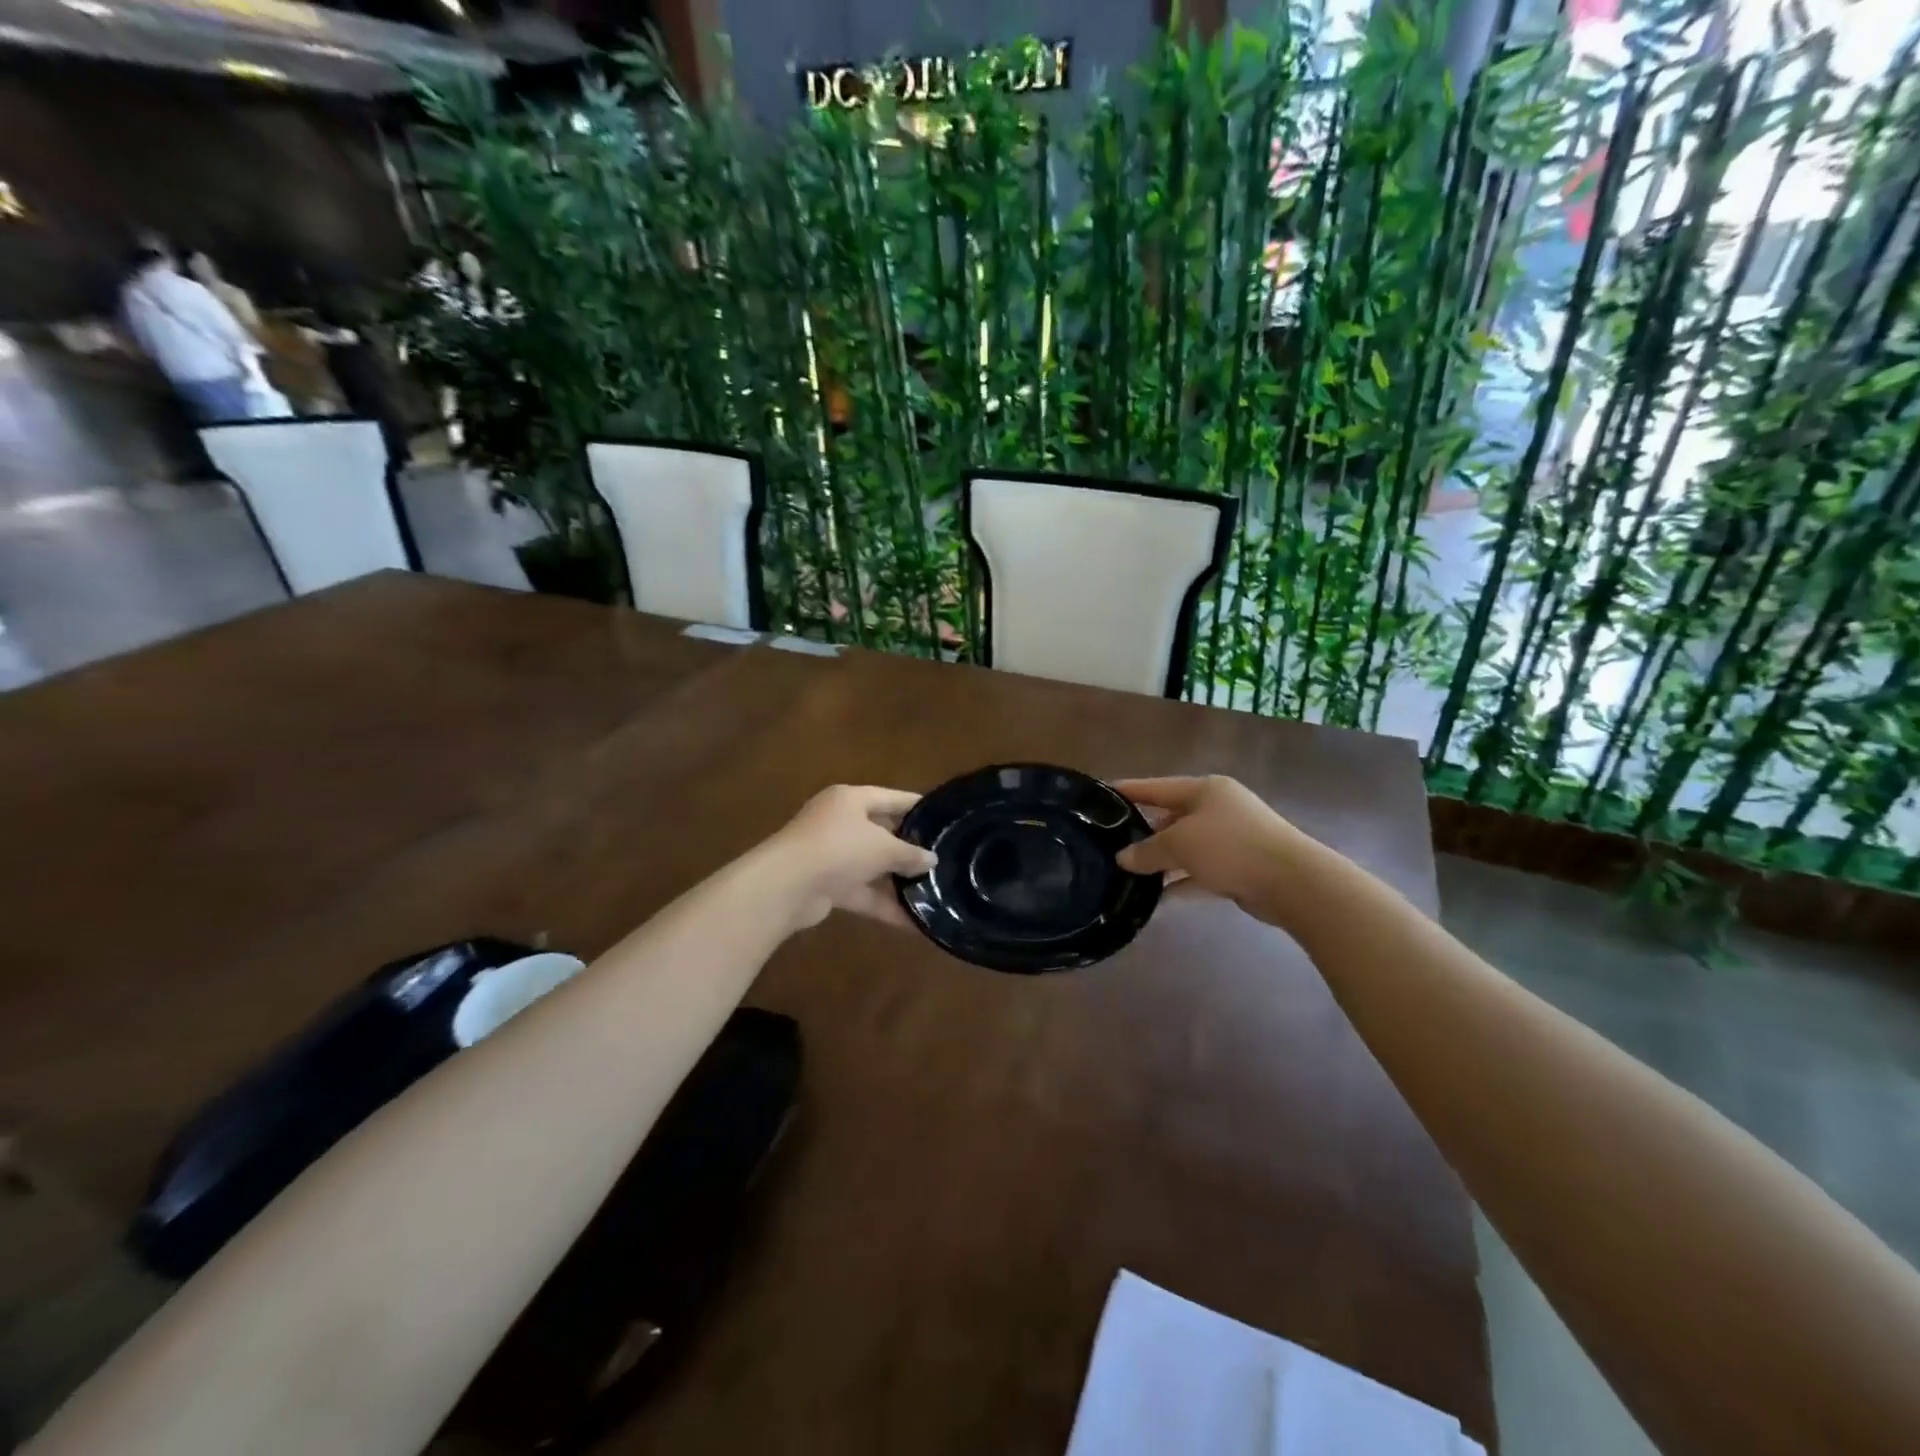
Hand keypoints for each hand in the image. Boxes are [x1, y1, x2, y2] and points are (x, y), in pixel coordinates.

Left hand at [766, 784, 937, 929]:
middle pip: (882, 833)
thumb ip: (910, 854)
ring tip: (935, 893)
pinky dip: (885, 905)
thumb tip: (931, 860)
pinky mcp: (827, 885)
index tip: (944, 819)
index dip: (918, 808)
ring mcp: (831, 855)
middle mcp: (840, 823)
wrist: (785, 886)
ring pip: (872, 866)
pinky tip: (915, 923)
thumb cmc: (839, 848)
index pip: (892, 798)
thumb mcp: (883, 847)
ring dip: (898, 881)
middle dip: (910, 849)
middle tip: (943, 860)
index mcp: (851, 800)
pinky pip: (863, 892)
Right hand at [1113, 775, 1321, 928]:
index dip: (1128, 791)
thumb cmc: (1230, 846)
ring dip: (1162, 861)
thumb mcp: (1180, 844)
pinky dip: (1181, 882)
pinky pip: (1200, 872)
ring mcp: (1231, 839)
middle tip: (1111, 845)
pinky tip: (1157, 898)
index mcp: (1204, 790)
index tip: (1101, 796)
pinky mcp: (1239, 867)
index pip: (1157, 787)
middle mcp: (1218, 809)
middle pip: (1171, 817)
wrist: (1292, 881)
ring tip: (1128, 875)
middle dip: (1144, 833)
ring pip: (1186, 847)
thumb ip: (1147, 850)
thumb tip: (1123, 858)